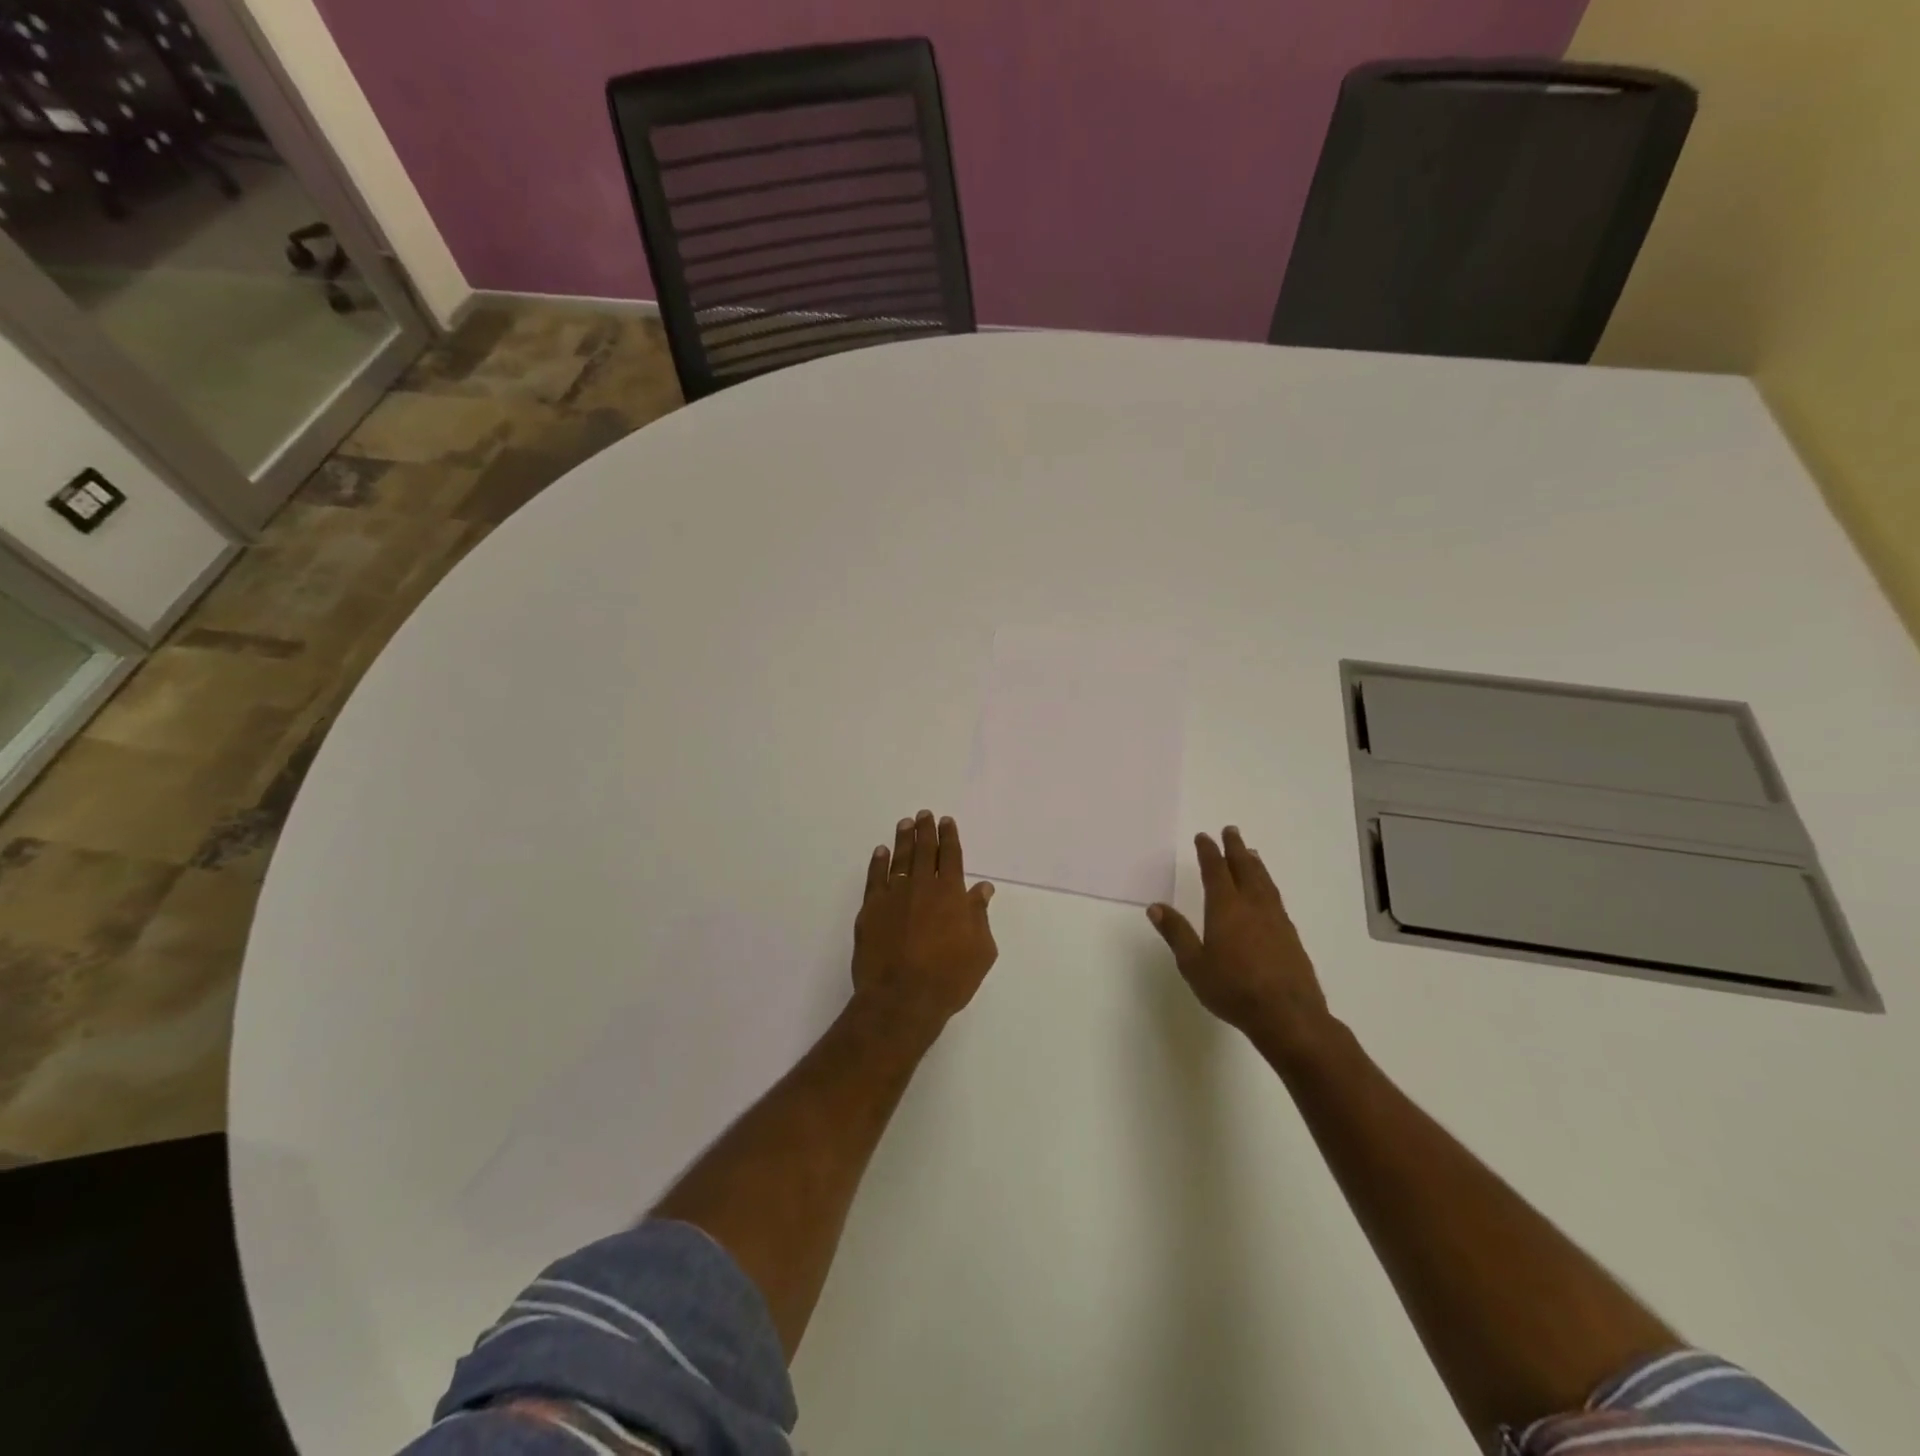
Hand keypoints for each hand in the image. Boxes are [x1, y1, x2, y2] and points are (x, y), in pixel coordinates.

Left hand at [852, 811, 997, 1032]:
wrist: (901, 999)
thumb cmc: (949, 979)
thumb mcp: (980, 951)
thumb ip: (980, 916)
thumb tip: (982, 889)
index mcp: (951, 895)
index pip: (951, 857)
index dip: (949, 837)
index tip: (946, 821)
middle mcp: (922, 887)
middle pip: (924, 851)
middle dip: (926, 831)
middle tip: (924, 814)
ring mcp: (894, 897)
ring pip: (900, 860)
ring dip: (903, 840)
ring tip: (905, 823)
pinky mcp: (870, 911)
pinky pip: (875, 878)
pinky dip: (878, 863)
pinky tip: (881, 852)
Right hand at [1147, 826, 1329, 1042]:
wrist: (1288, 1015)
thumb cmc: (1233, 989)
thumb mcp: (1194, 965)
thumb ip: (1176, 934)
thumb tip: (1156, 907)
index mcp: (1225, 908)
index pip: (1215, 871)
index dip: (1208, 852)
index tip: (1204, 837)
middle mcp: (1252, 906)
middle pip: (1244, 868)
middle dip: (1235, 848)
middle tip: (1231, 830)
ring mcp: (1275, 920)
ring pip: (1263, 881)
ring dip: (1254, 864)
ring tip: (1251, 853)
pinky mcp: (1290, 935)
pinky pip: (1275, 898)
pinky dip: (1267, 884)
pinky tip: (1267, 892)